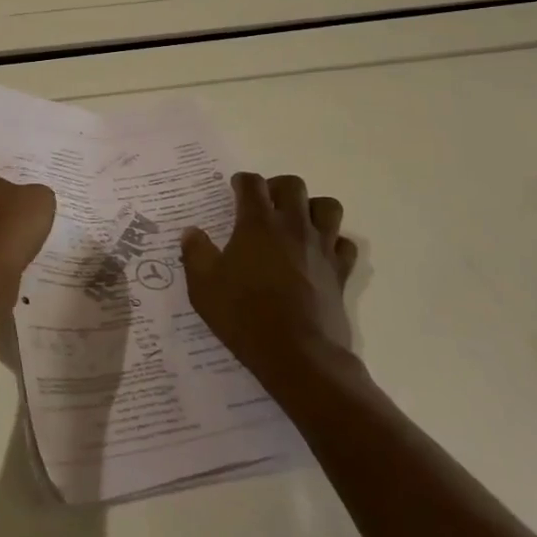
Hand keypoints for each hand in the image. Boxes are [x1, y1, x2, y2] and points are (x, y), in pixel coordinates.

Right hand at [181, 173, 361, 381]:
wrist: (298, 356)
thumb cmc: (244, 316)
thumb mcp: (203, 286)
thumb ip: (195, 253)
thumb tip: (191, 232)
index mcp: (257, 224)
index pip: (252, 184)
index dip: (242, 181)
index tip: (234, 188)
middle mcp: (293, 226)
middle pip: (293, 185)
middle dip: (276, 187)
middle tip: (264, 205)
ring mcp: (321, 248)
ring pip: (327, 207)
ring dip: (311, 208)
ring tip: (296, 223)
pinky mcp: (340, 272)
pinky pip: (344, 244)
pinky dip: (334, 242)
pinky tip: (318, 254)